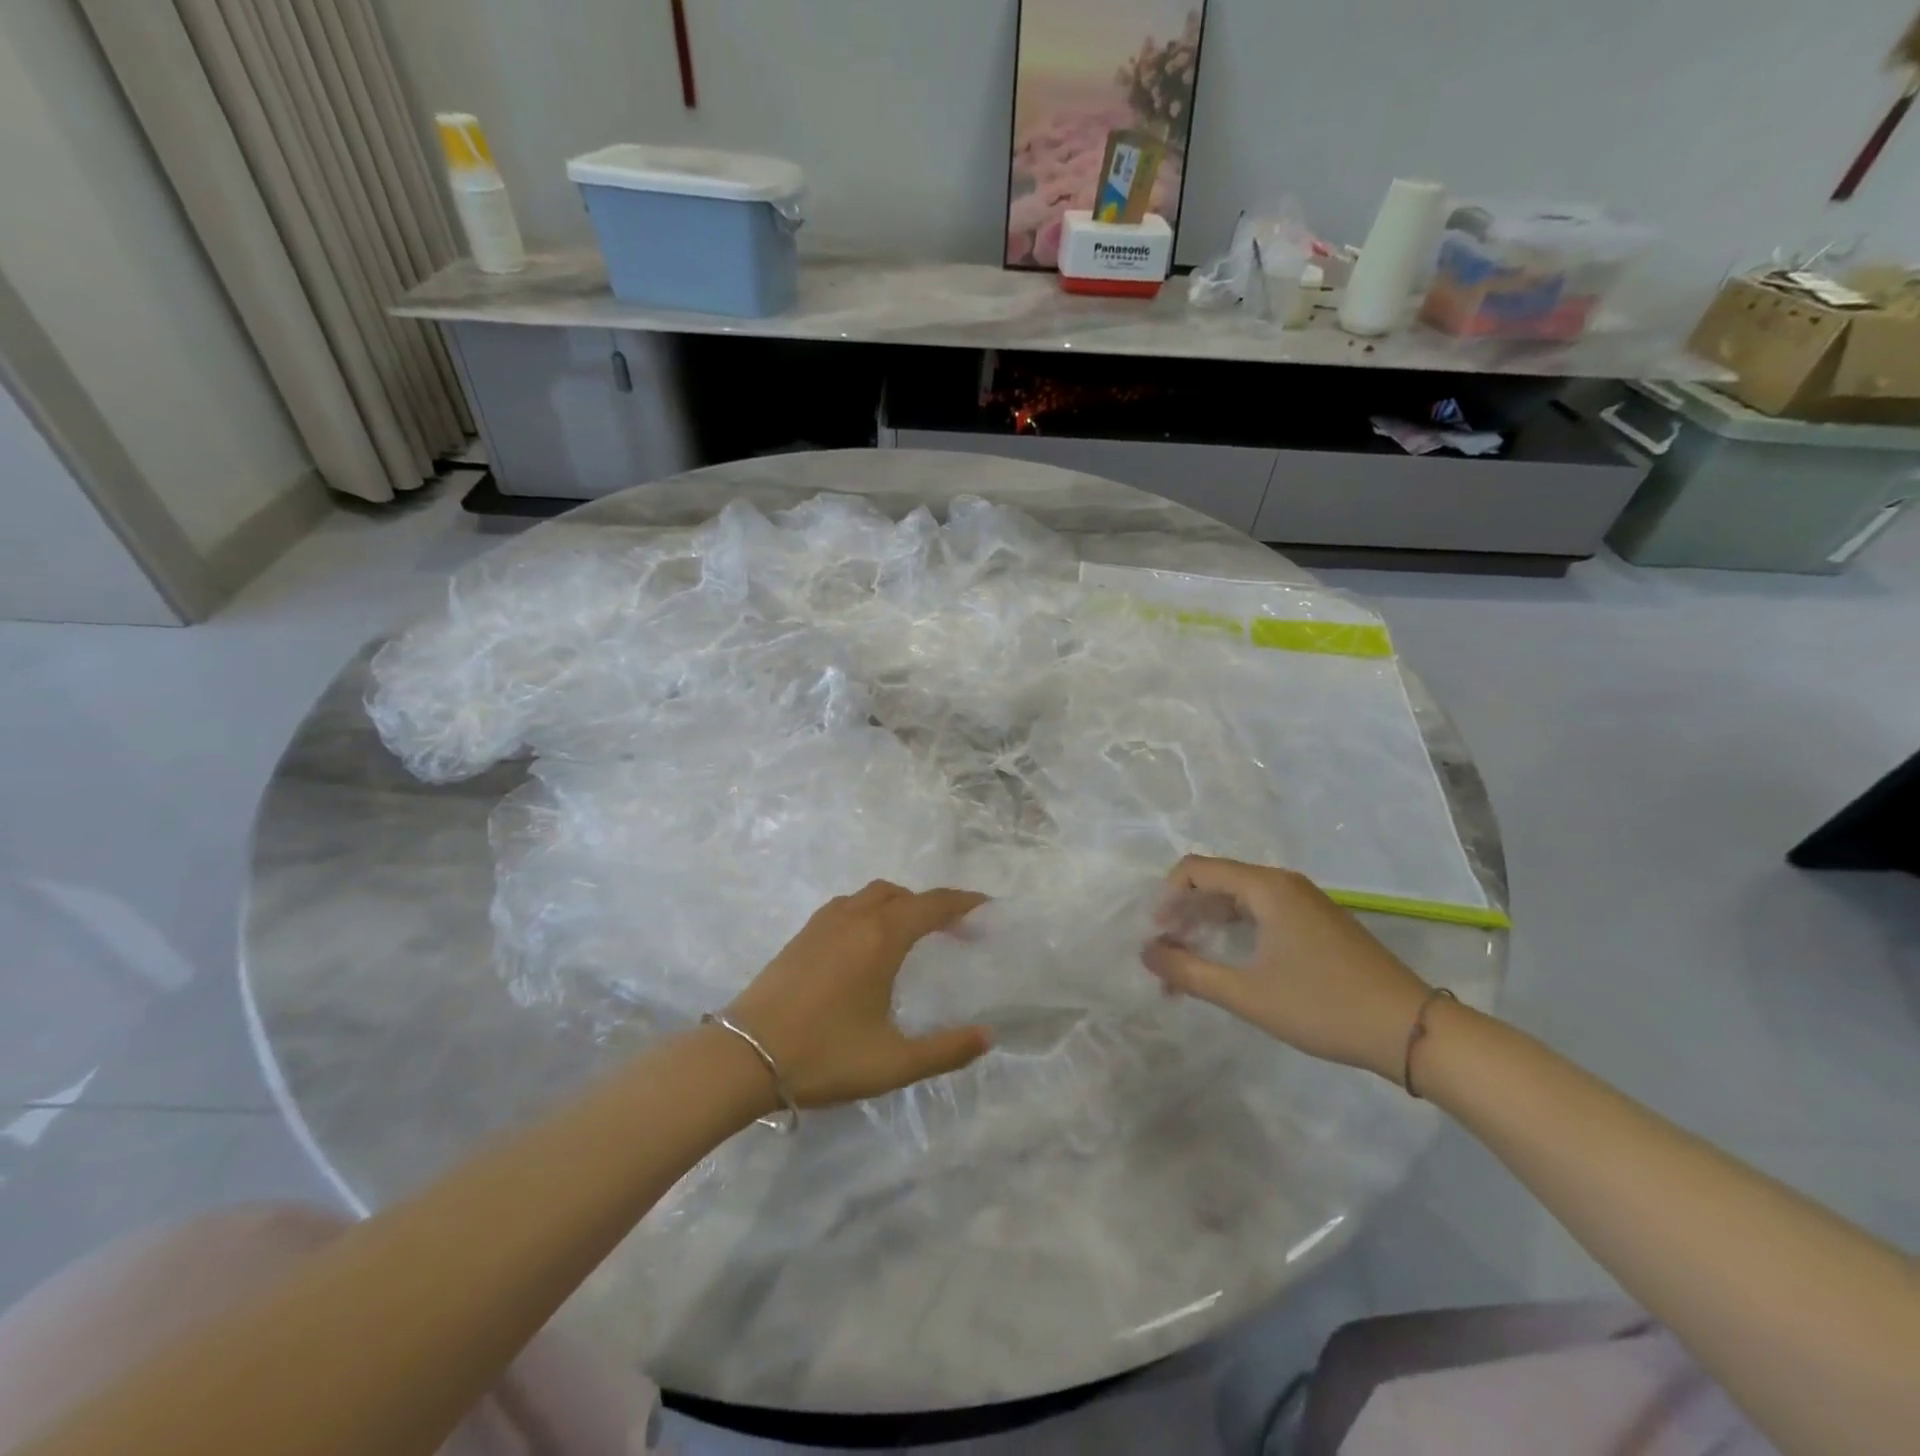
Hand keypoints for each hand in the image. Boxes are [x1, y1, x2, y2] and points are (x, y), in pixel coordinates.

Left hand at [724, 881, 992, 1106]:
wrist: (742, 1057)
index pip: (932, 905)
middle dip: (932, 905)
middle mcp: (854, 918)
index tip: (987, 907)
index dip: (964, 902)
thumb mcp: (893, 1063)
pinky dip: (870, 910)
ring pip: (871, 895)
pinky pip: (847, 906)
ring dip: (899, 904)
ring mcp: (822, 923)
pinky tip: (867, 944)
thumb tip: (989, 1036)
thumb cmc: (824, 1056)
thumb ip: (946, 1050)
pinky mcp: (800, 936)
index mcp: (881, 938)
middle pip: (902, 894)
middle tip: (954, 930)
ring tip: (914, 934)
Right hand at [1144, 856, 1432, 1083]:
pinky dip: (1234, 931)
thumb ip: (1188, 971)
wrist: (1411, 1030)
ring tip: (1188, 960)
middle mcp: (1283, 883)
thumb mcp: (1246, 994)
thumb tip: (1146, 952)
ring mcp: (1304, 901)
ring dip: (1207, 924)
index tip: (1156, 934)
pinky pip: (1261, 913)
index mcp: (1266, 887)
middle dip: (1184, 912)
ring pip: (1238, 899)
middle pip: (1216, 881)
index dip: (1167, 897)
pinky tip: (1227, 962)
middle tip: (1166, 951)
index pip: (1196, 869)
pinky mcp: (1317, 922)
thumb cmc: (1322, 1006)